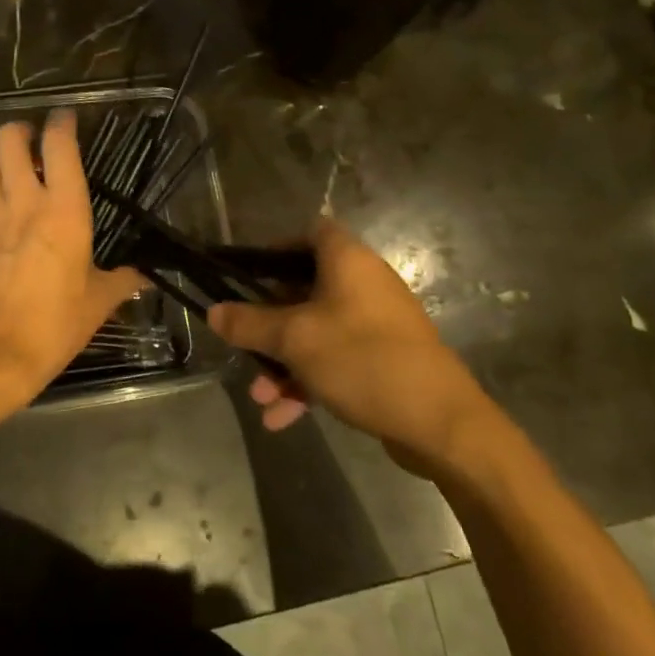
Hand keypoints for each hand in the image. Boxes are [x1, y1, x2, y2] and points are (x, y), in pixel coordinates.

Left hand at [0, 111, 145, 407]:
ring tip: (4, 169)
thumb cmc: (55, 324)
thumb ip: (123, 280)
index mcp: (64, 210)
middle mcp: (23, 199)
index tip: (65, 120)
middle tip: (30, 147)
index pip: (60, 144)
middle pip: (9, 137)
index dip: (62, 122)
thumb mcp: (98, 302)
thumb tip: (147, 277)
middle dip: (19, 133)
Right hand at [207, 220, 496, 475]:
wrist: (441, 423)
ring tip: (260, 397)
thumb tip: (213, 312)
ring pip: (316, 331)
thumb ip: (249, 324)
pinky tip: (282, 417)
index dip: (275, 248)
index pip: (310, 232)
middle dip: (268, 323)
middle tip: (243, 344)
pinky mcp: (383, 359)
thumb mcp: (294, 340)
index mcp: (348, 261)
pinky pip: (335, 360)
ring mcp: (375, 323)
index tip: (246, 274)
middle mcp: (363, 284)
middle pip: (303, 289)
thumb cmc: (362, 360)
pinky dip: (308, 381)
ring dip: (284, 362)